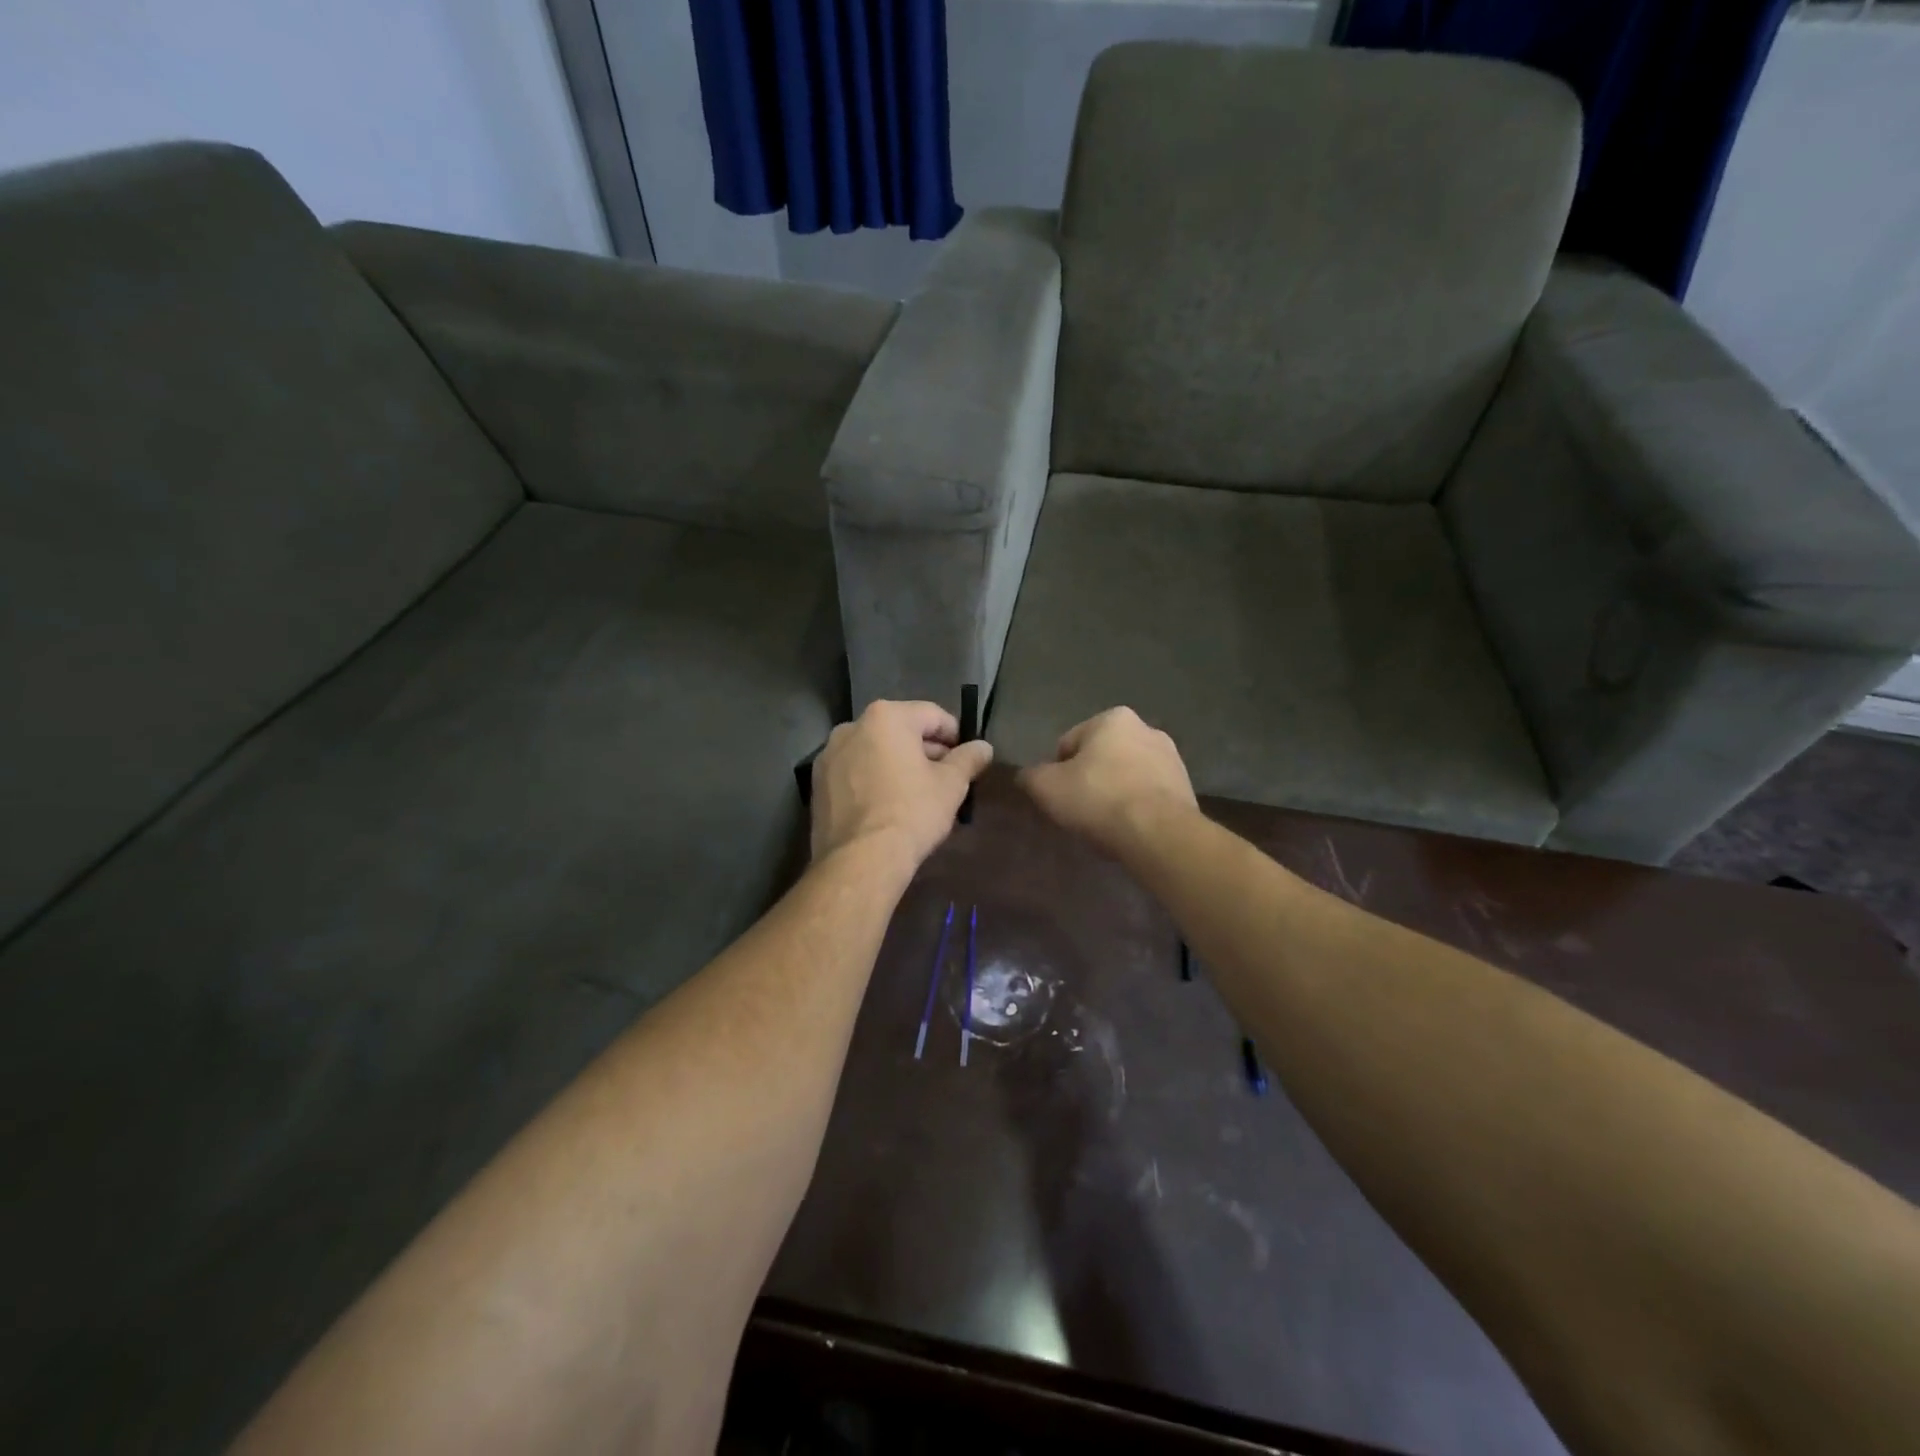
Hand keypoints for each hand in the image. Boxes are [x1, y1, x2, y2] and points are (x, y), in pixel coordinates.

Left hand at [810, 700, 993, 866]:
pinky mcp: (818, 784)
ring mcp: (829, 755)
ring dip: (897, 765)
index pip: (932, 715)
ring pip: (874, 752)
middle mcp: (852, 727)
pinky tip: (887, 806)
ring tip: (916, 794)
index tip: (966, 758)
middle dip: (924, 750)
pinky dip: (872, 780)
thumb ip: (969, 759)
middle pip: (900, 731)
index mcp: (886, 717)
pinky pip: (854, 773)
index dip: (955, 735)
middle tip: (945, 778)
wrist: (860, 859)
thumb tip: (984, 747)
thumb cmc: (912, 812)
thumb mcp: (951, 785)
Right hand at [1018, 707, 1197, 859]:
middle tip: (1080, 811)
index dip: (1057, 772)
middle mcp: (1146, 729)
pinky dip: (1136, 808)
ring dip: (1114, 793)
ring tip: (1105, 824)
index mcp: (1112, 719)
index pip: (1069, 744)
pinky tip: (1128, 829)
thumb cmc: (1098, 799)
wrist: (1158, 834)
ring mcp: (1171, 758)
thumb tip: (1027, 775)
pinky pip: (1148, 795)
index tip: (1059, 798)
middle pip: (1101, 758)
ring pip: (1126, 776)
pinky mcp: (1186, 787)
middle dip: (1089, 780)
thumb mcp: (1046, 787)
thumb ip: (1031, 776)